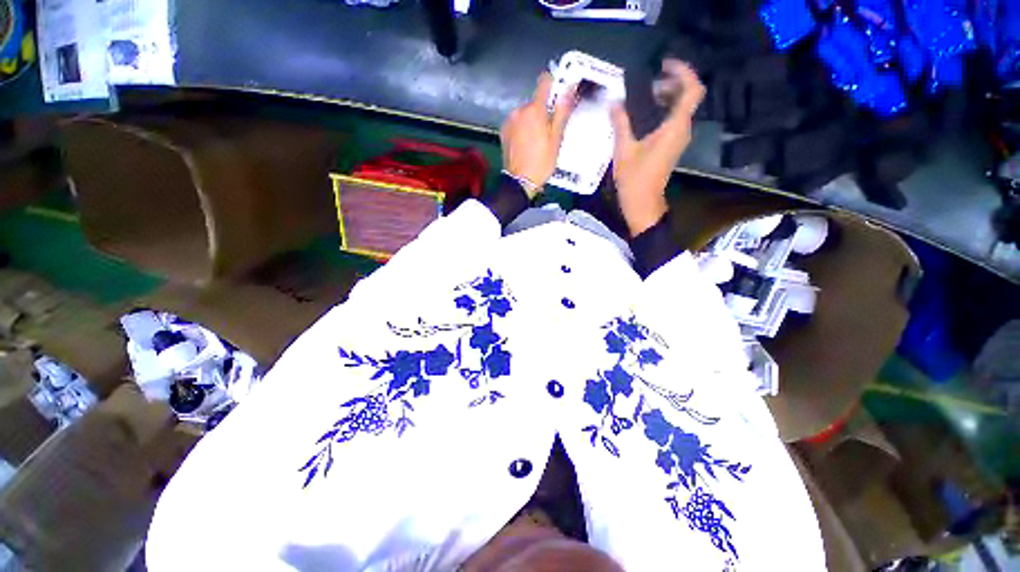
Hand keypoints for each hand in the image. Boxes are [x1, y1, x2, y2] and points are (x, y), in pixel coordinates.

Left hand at [500, 72, 576, 197]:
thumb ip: (562, 112)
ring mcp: (509, 121)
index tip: (558, 94)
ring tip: (537, 140)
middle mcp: (519, 110)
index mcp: (534, 109)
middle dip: (542, 111)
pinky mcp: (503, 131)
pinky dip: (522, 128)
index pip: (544, 82)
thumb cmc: (541, 162)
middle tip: (549, 130)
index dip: (553, 84)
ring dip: (531, 120)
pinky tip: (526, 144)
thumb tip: (568, 89)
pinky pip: (516, 123)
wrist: (520, 181)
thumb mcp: (556, 139)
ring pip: (525, 113)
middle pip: (534, 102)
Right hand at [610, 60, 704, 236]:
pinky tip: (643, 114)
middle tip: (648, 81)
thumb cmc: (635, 179)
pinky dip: (662, 111)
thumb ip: (621, 123)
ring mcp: (678, 139)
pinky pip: (673, 120)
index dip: (683, 72)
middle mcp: (682, 129)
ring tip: (642, 95)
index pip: (692, 90)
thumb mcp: (623, 150)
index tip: (664, 65)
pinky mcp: (672, 146)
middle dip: (671, 83)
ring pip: (680, 108)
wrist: (643, 204)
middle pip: (687, 96)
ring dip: (666, 97)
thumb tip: (614, 103)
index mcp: (675, 127)